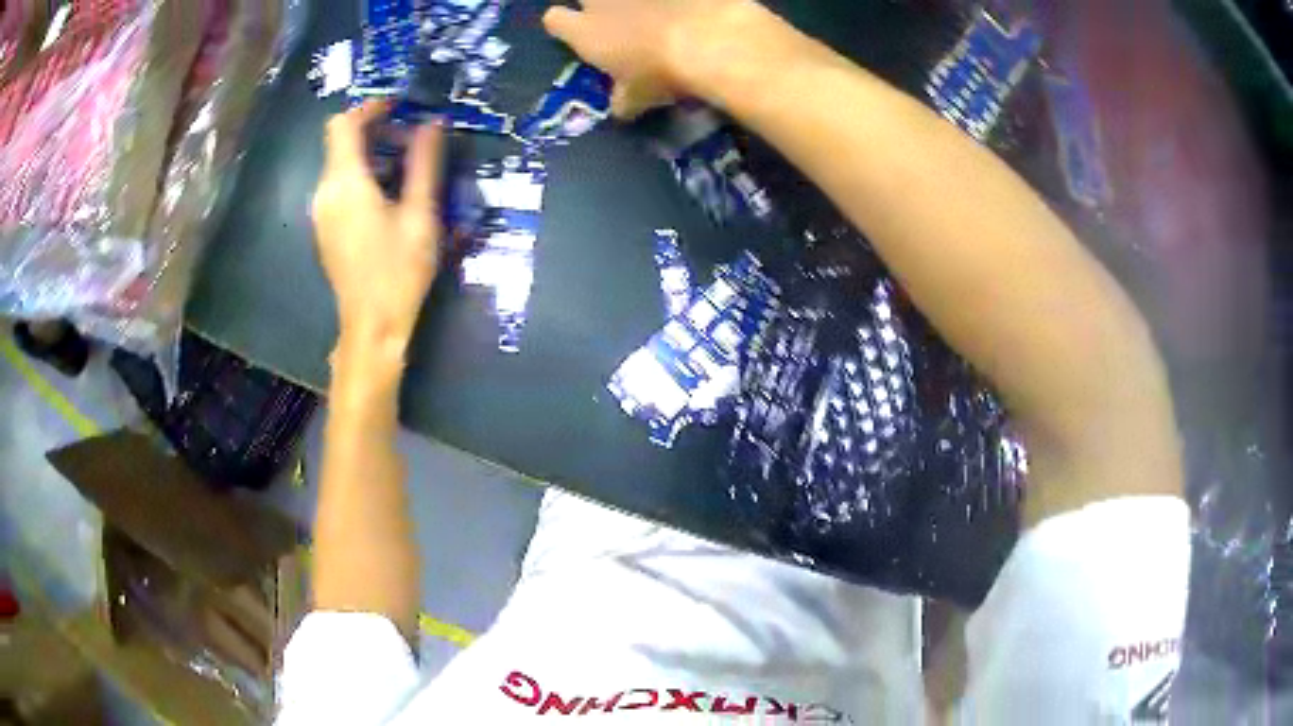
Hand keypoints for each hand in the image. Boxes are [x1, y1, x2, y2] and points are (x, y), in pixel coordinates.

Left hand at [311, 101, 443, 348]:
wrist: (372, 326)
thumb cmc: (398, 270)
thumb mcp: (420, 214)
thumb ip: (425, 164)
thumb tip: (433, 124)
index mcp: (346, 182)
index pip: (344, 124)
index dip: (370, 107)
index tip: (401, 107)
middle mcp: (325, 192)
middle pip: (342, 142)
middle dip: (377, 131)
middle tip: (415, 140)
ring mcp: (322, 212)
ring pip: (341, 165)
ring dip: (372, 155)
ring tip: (408, 168)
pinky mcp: (326, 229)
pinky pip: (340, 187)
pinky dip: (363, 177)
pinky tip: (389, 196)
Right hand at [542, 0, 755, 117]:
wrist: (708, 39)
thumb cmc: (662, 72)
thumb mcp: (638, 98)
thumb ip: (623, 99)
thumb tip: (620, 107)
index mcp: (585, 31)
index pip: (554, 20)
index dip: (563, 25)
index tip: (574, 33)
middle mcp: (603, 2)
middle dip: (595, 6)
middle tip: (614, 20)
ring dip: (634, 5)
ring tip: (651, 18)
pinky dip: (670, 4)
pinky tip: (684, 11)